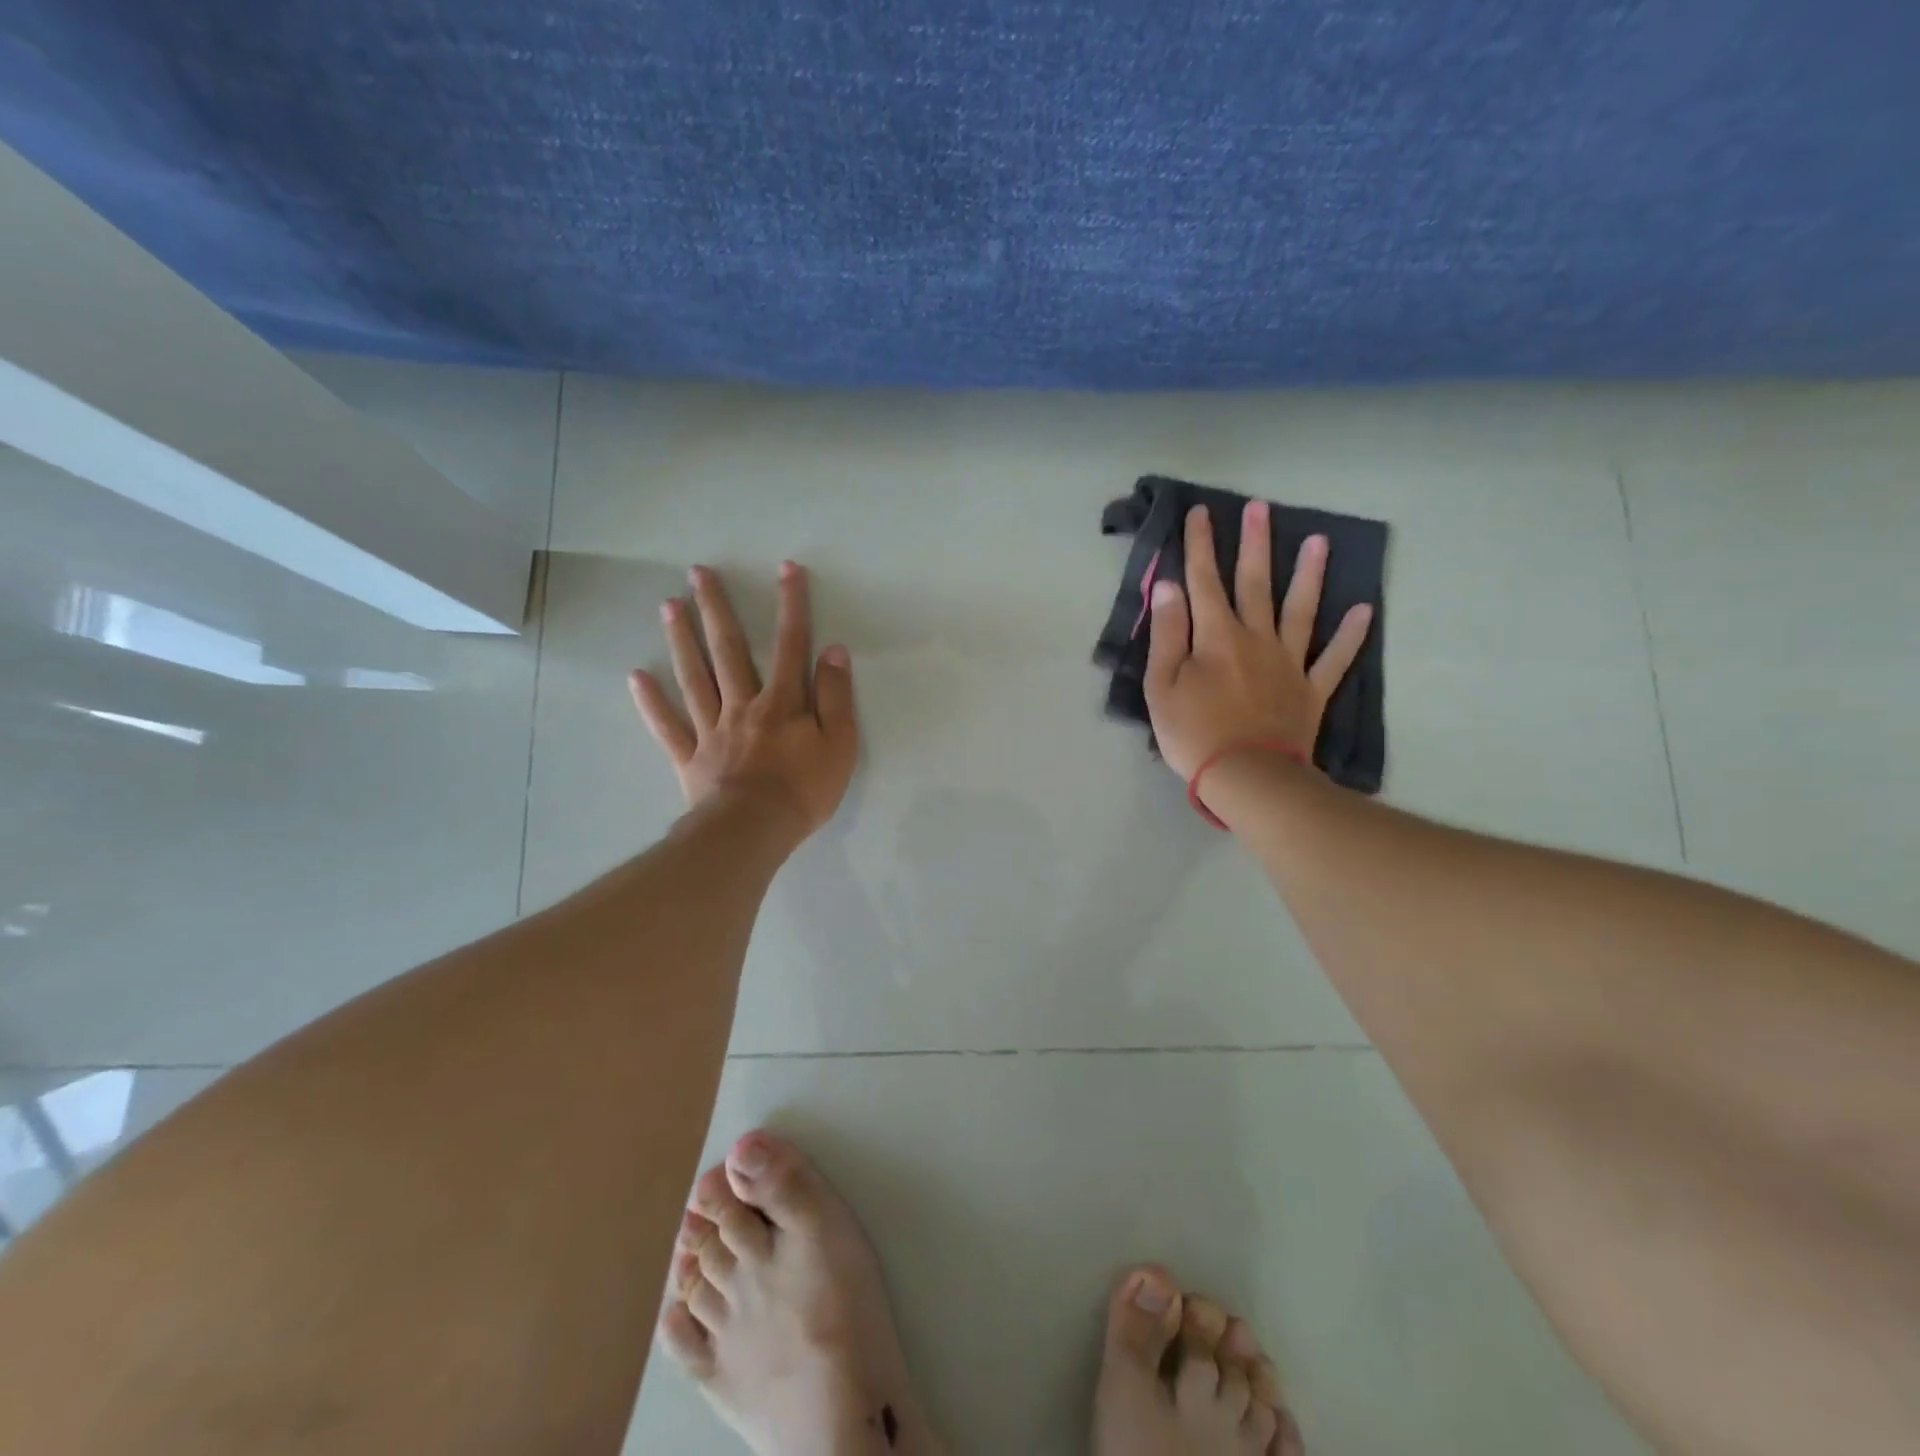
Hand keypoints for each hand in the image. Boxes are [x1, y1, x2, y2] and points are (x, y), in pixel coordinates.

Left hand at [629, 561, 857, 838]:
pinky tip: (636, 676)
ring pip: (694, 677)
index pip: (790, 645)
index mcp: (781, 702)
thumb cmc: (804, 790)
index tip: (786, 569)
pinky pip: (668, 726)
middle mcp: (743, 705)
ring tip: (668, 605)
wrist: (754, 831)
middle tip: (698, 573)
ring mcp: (712, 729)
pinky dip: (651, 702)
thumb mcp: (839, 745)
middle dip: (716, 609)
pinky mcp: (690, 757)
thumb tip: (833, 651)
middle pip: (728, 650)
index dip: (791, 605)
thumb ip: (836, 697)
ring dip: (682, 640)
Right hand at [1144, 502, 1373, 781]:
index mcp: (1216, 637)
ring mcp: (1289, 662)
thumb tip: (1170, 587)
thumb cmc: (1194, 733)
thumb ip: (1168, 634)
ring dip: (1309, 575)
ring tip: (1320, 542)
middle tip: (1260, 508)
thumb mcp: (1162, 686)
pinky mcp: (1311, 690)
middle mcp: (1256, 638)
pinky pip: (1335, 658)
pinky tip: (1364, 610)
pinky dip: (1351, 635)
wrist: (1249, 777)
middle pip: (1255, 583)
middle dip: (1254, 544)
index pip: (1204, 581)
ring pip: (1301, 610)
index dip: (1200, 546)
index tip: (1200, 512)